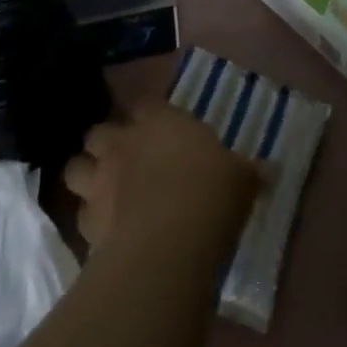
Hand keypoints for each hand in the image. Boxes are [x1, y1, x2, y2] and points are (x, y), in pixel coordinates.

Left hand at [62, 103, 259, 254]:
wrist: (169, 242)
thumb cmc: (209, 193)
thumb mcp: (241, 179)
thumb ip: (249, 172)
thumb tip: (271, 171)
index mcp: (161, 121)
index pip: (146, 104)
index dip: (149, 115)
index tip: (159, 127)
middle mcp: (124, 143)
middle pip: (99, 131)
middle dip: (106, 142)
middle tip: (123, 157)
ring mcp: (100, 181)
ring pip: (75, 168)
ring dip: (85, 175)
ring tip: (101, 188)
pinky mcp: (85, 222)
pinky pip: (79, 214)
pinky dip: (88, 219)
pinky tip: (104, 230)